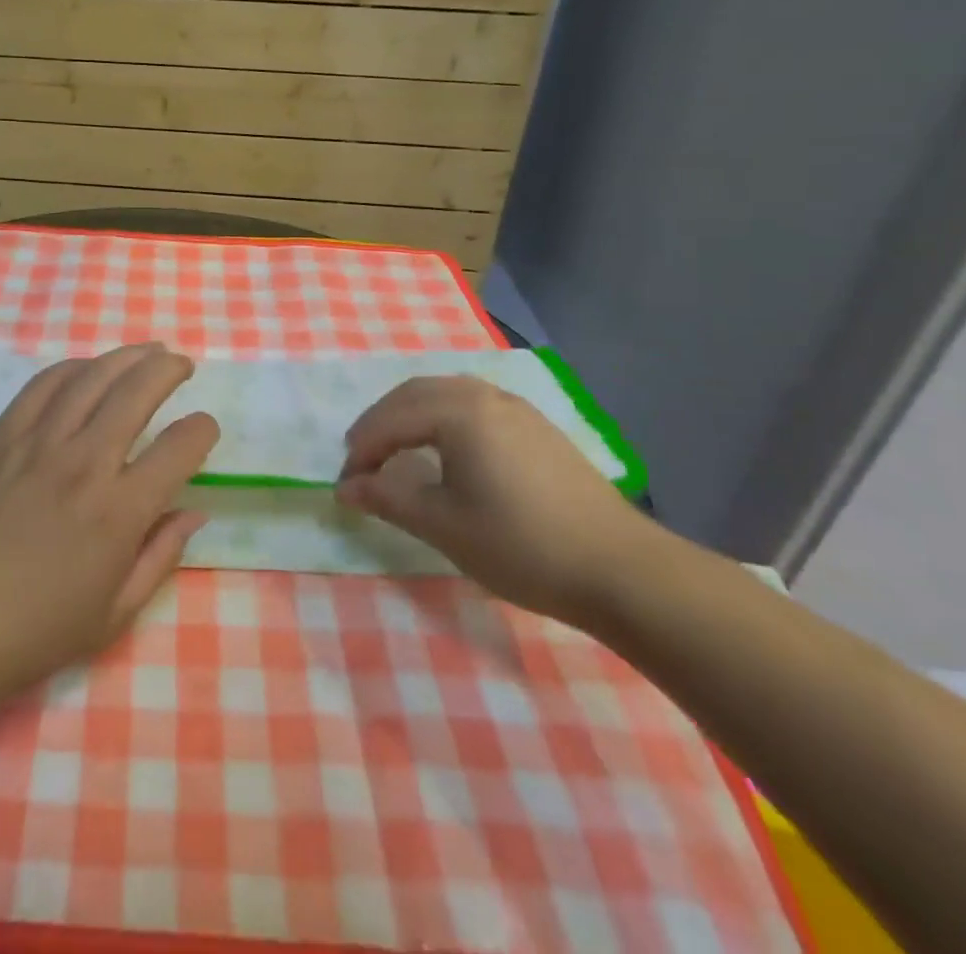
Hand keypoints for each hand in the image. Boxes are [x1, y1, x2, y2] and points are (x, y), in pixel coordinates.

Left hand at [0, 343, 218, 717]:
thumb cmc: (34, 631)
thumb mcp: (114, 613)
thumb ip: (161, 556)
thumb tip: (195, 513)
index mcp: (119, 512)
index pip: (180, 447)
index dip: (202, 430)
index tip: (204, 430)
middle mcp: (84, 464)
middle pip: (137, 392)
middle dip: (168, 370)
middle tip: (181, 365)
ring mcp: (38, 444)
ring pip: (91, 378)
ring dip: (125, 356)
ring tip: (146, 352)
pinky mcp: (1, 437)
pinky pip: (42, 386)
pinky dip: (72, 368)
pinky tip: (86, 368)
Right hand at [336, 375, 658, 623]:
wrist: (621, 570)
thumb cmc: (521, 545)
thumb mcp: (443, 525)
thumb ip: (387, 498)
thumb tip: (344, 487)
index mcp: (459, 412)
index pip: (391, 420)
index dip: (362, 450)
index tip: (345, 484)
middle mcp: (485, 396)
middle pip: (415, 394)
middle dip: (381, 422)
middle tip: (361, 457)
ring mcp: (517, 408)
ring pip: (446, 394)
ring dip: (411, 415)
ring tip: (395, 448)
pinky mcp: (537, 427)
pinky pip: (473, 404)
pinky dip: (442, 417)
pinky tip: (445, 448)